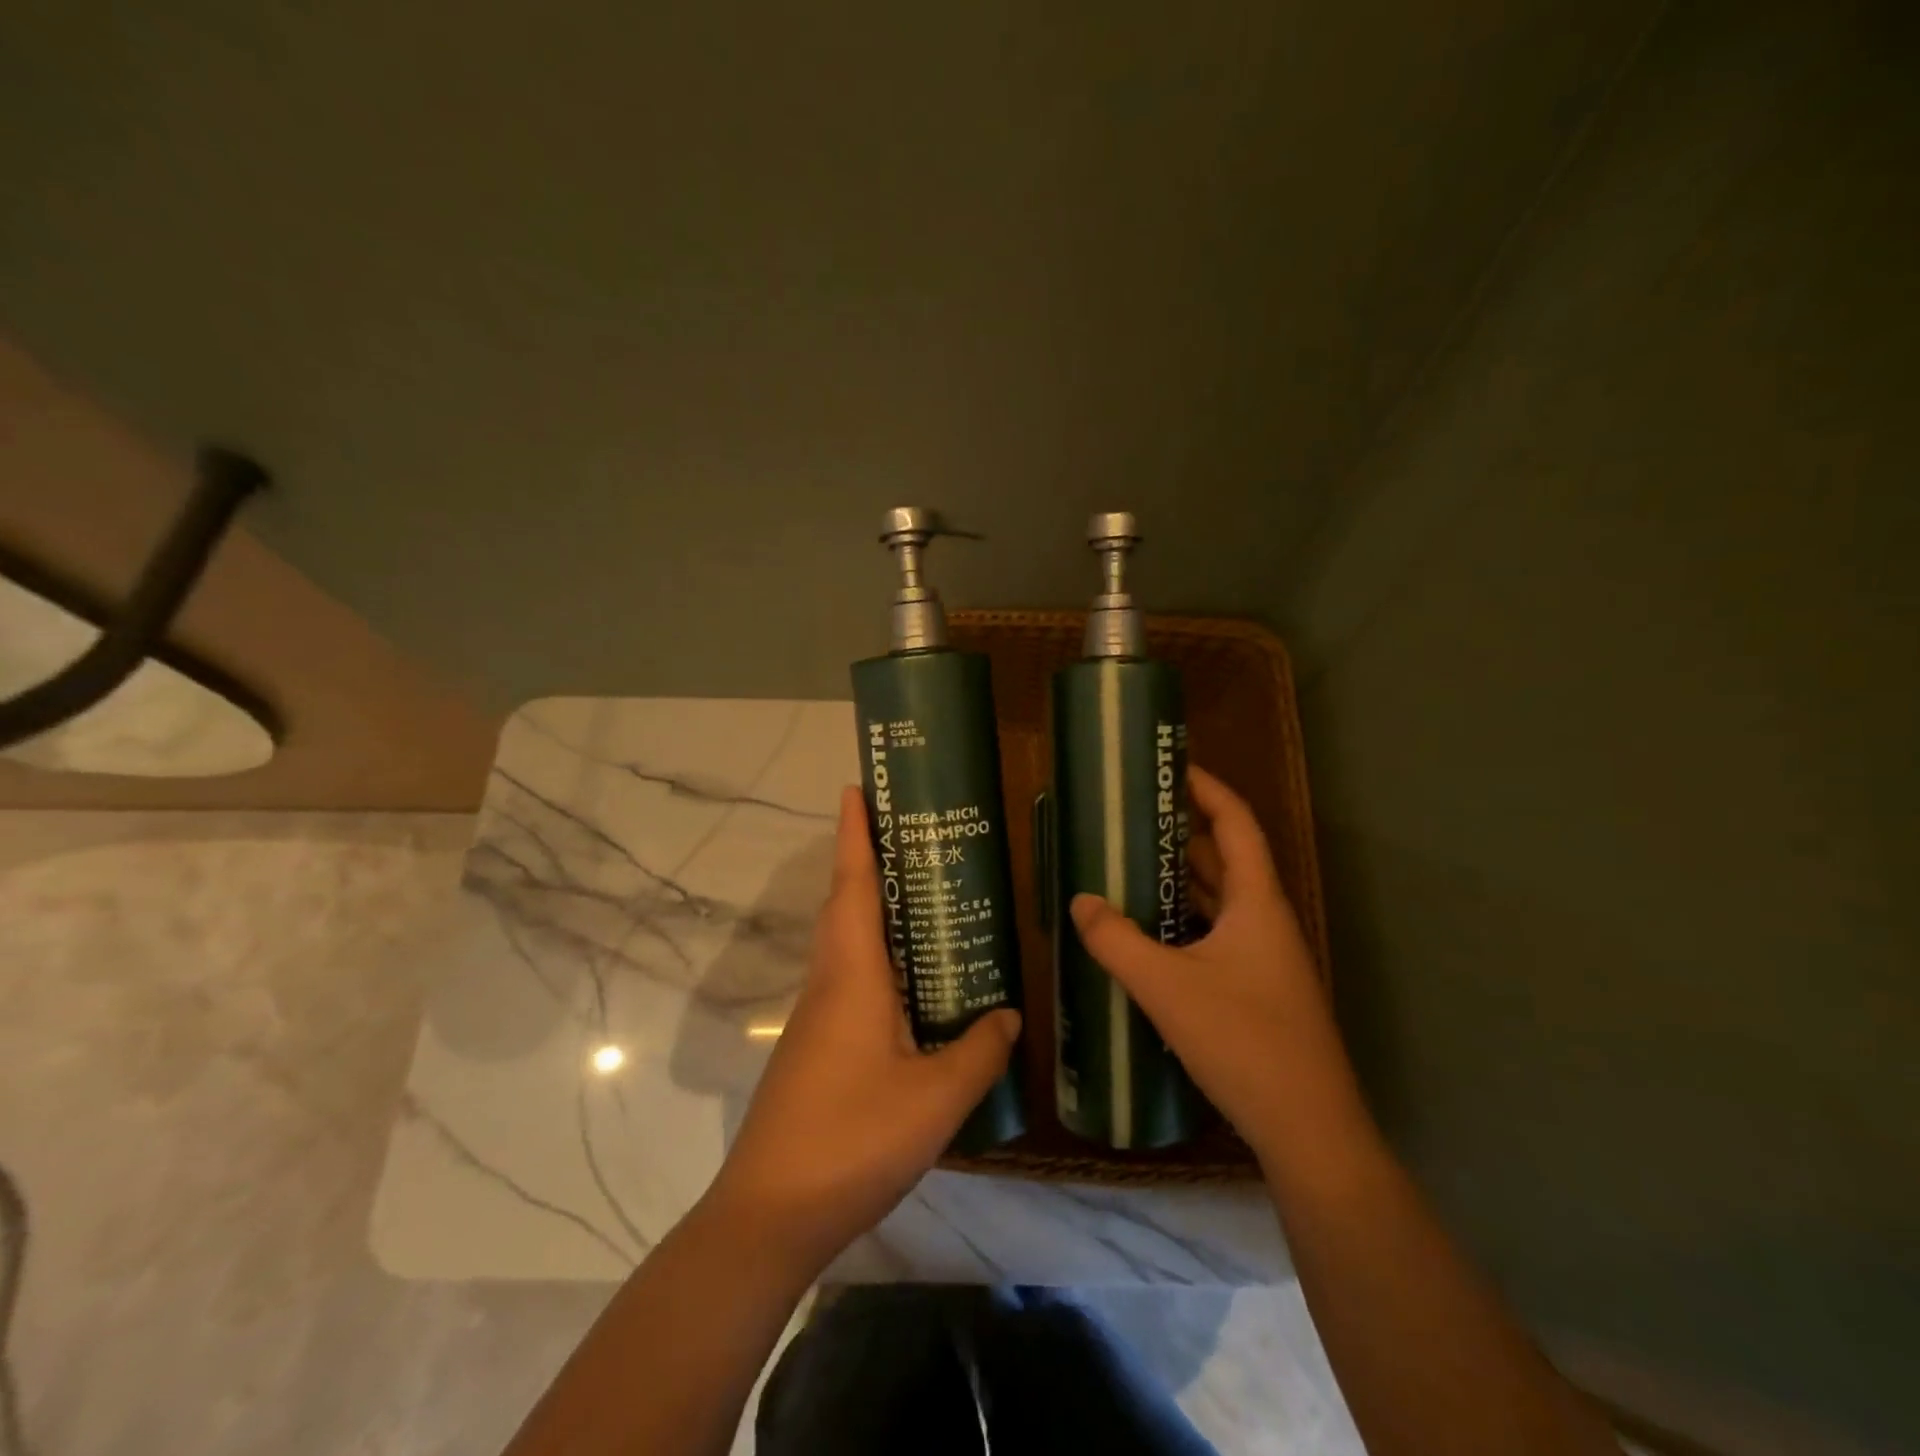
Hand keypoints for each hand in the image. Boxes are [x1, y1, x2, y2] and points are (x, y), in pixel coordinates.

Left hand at [704, 786, 1019, 1273]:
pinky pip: (849, 981)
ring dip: (871, 908)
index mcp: (852, 975)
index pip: (853, 884)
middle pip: (845, 904)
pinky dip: (876, 959)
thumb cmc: (853, 1139)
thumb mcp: (936, 1098)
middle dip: (866, 859)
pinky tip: (910, 984)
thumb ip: (978, 1052)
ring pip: (845, 943)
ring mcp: (816, 1018)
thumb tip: (1009, 1015)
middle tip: (907, 832)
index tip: (856, 787)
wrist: (770, 1214)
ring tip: (920, 896)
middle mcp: (829, 983)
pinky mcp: (815, 1048)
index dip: (855, 833)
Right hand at [1069, 765, 1365, 1170]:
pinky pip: (1216, 935)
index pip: (1236, 824)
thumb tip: (1080, 901)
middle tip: (1133, 818)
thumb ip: (1117, 940)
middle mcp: (1266, 921)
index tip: (1171, 767)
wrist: (1309, 1130)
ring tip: (1131, 865)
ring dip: (1182, 879)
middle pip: (1227, 859)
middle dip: (1183, 832)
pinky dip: (1184, 921)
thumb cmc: (1244, 1041)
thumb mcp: (1167, 987)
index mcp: (1258, 903)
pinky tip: (1148, 933)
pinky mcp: (1257, 990)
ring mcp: (1265, 959)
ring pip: (1221, 901)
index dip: (1207, 789)